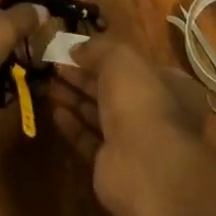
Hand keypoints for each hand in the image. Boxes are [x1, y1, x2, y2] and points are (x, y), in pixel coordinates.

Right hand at [48, 38, 213, 215]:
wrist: (145, 167)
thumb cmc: (140, 100)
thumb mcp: (120, 59)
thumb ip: (98, 49)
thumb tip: (76, 48)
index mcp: (166, 84)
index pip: (135, 65)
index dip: (105, 55)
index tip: (77, 49)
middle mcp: (152, 111)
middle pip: (113, 88)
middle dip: (84, 75)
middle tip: (55, 63)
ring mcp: (133, 140)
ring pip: (100, 113)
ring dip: (75, 97)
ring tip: (49, 82)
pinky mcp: (113, 165)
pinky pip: (90, 140)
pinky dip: (74, 125)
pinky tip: (56, 112)